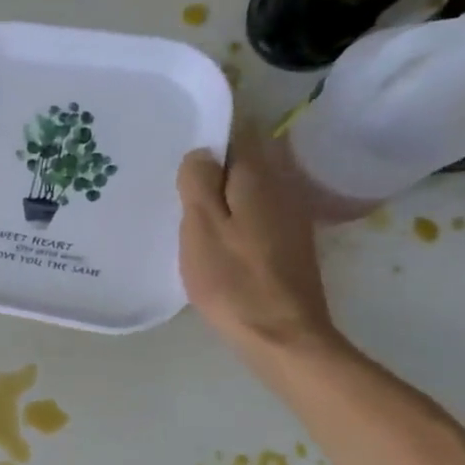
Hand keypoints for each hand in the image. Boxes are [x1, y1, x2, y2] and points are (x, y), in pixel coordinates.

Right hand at [177, 127, 336, 361]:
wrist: (280, 335)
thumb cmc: (232, 279)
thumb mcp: (201, 227)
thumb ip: (199, 183)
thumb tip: (201, 152)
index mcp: (258, 179)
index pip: (241, 133)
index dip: (214, 129)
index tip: (182, 133)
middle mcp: (281, 189)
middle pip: (246, 161)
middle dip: (214, 161)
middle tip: (174, 173)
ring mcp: (289, 219)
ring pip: (251, 188)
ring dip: (223, 190)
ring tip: (186, 202)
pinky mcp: (288, 245)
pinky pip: (256, 213)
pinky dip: (234, 213)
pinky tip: (212, 232)